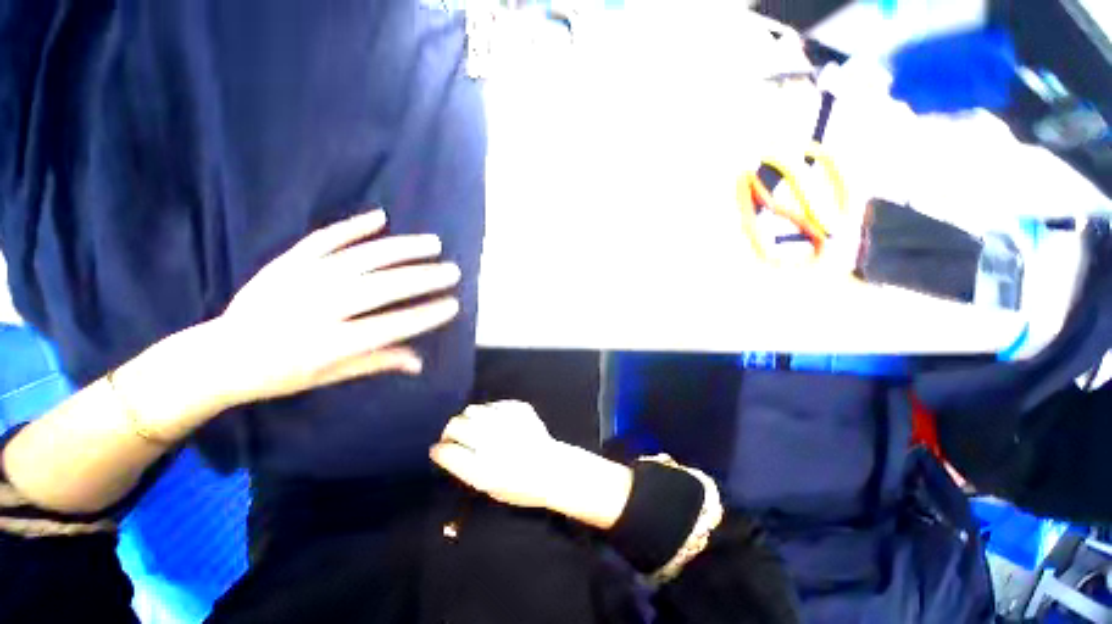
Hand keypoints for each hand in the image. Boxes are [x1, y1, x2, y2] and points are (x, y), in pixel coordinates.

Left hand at [206, 209, 461, 407]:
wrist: (215, 357)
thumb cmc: (277, 374)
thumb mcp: (329, 376)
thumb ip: (377, 363)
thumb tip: (419, 362)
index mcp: (329, 344)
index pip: (392, 326)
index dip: (426, 315)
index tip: (453, 305)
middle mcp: (318, 309)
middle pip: (382, 288)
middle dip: (424, 278)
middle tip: (452, 271)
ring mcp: (300, 280)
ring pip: (361, 258)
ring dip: (402, 249)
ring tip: (433, 243)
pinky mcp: (286, 263)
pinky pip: (324, 239)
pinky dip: (353, 227)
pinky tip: (380, 218)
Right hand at [431, 401, 564, 508]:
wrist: (552, 468)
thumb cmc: (519, 485)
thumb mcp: (486, 486)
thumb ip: (464, 467)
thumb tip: (446, 451)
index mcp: (479, 466)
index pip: (445, 450)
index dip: (440, 449)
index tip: (440, 450)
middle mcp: (490, 439)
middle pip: (455, 424)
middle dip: (450, 431)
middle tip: (455, 436)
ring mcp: (504, 420)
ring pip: (472, 410)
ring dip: (469, 419)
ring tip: (477, 428)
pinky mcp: (517, 408)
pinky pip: (494, 404)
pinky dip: (490, 412)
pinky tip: (497, 422)